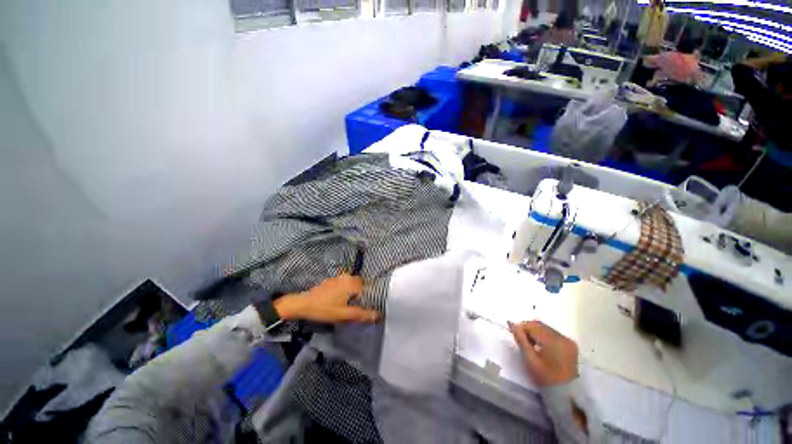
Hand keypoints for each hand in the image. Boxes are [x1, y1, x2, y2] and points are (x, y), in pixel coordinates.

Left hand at [274, 274, 378, 322]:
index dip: (367, 296)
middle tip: (354, 306)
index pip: (367, 287)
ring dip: (351, 292)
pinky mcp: (331, 280)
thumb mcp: (344, 315)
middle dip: (359, 294)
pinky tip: (336, 300)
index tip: (364, 304)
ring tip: (345, 304)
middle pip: (359, 284)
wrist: (303, 304)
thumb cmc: (324, 309)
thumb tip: (377, 315)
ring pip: (350, 284)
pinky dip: (343, 291)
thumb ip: (362, 314)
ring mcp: (337, 278)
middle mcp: (346, 277)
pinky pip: (343, 284)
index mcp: (351, 283)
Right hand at [509, 320, 578, 386]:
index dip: (521, 327)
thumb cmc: (545, 377)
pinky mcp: (571, 344)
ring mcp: (568, 341)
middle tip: (520, 337)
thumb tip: (511, 323)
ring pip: (546, 328)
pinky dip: (544, 335)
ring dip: (536, 331)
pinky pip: (553, 334)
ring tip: (530, 342)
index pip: (532, 326)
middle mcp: (562, 337)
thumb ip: (520, 339)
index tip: (514, 333)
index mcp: (553, 341)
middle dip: (528, 328)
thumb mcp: (530, 359)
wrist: (566, 393)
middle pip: (540, 325)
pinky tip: (540, 344)